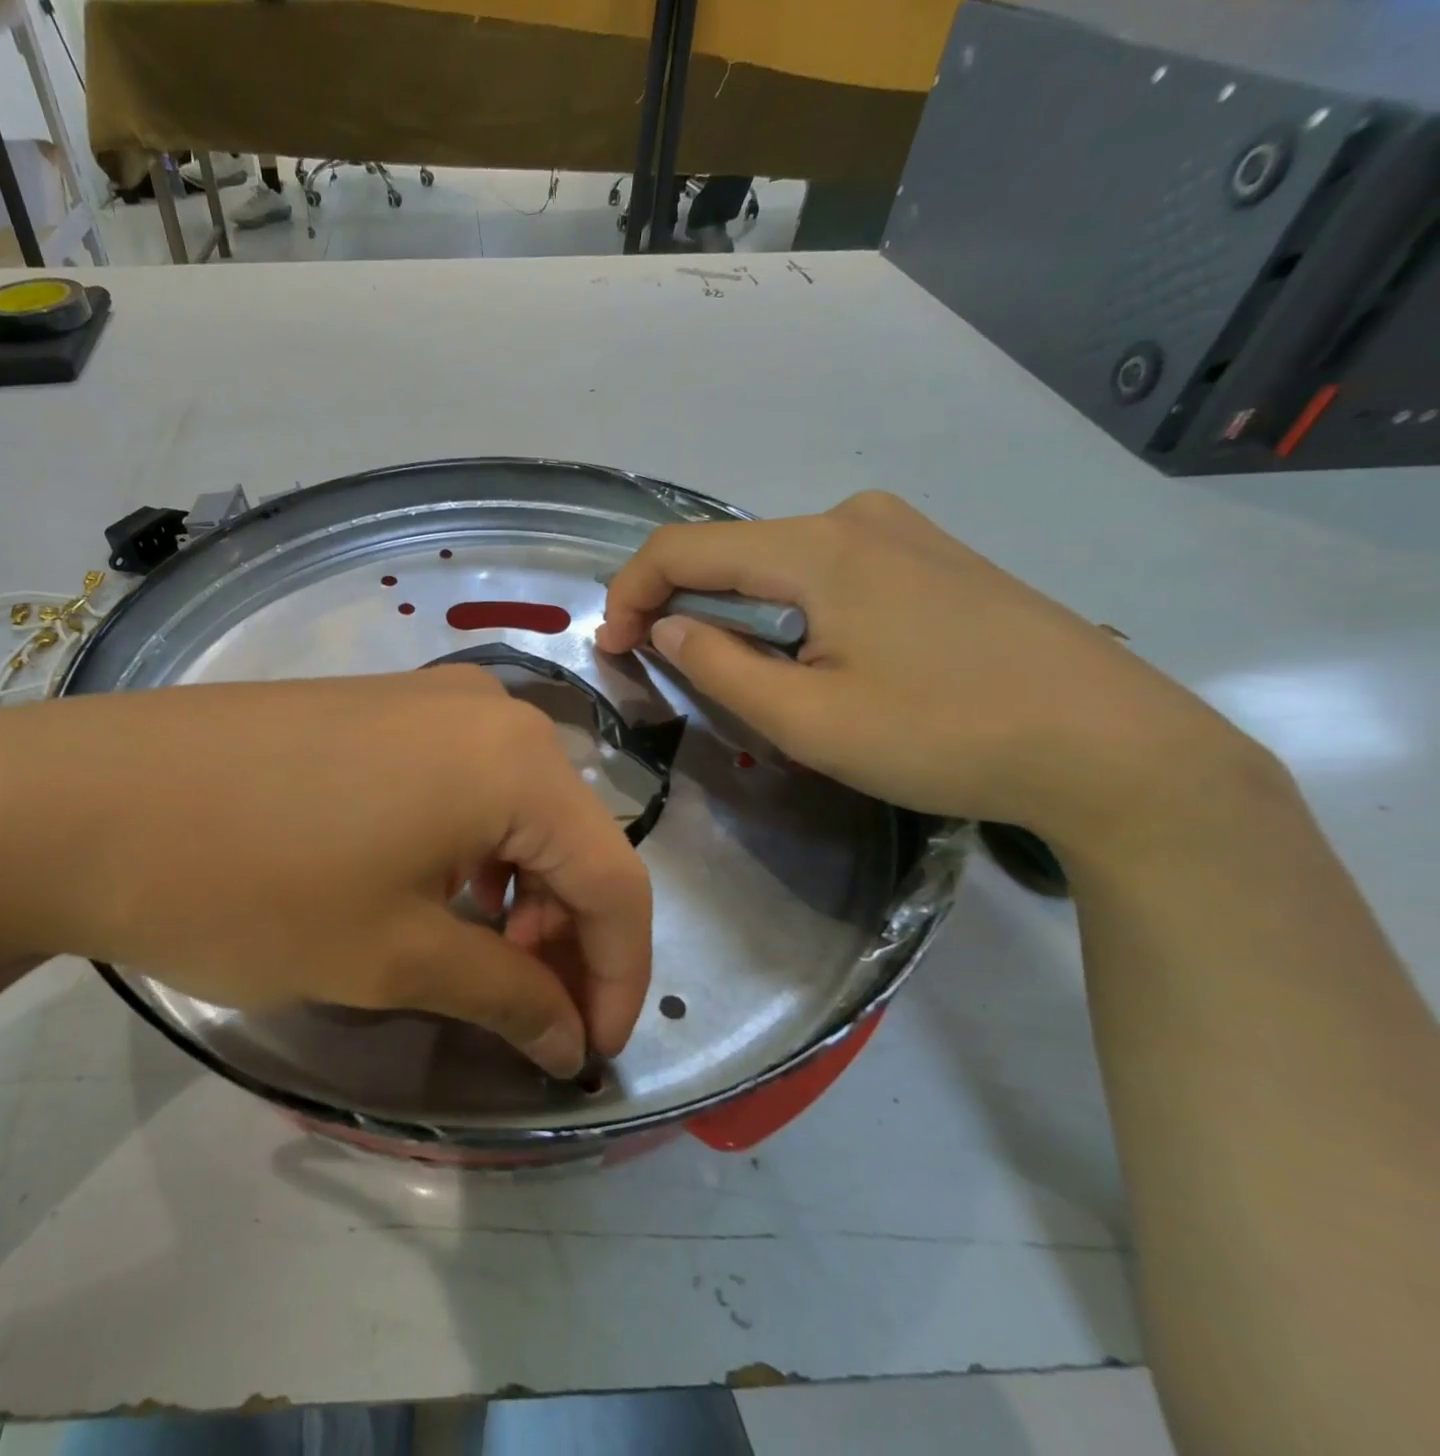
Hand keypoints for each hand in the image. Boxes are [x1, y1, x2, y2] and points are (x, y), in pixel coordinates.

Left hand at [0, 667, 651, 1076]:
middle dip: (565, 938)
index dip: (619, 975)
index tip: (593, 1052)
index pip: (616, 881)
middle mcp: (492, 711)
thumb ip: (505, 997)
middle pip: (569, 839)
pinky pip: (462, 784)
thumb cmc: (253, 884)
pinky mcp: (380, 706)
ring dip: (518, 894)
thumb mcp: (393, 957)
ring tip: (476, 960)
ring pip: (517, 811)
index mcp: (517, 761)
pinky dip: (471, 850)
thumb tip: (571, 1042)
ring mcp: (431, 698)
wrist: (82, 798)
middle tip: (530, 1016)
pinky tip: (430, 893)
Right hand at [597, 491, 1269, 855]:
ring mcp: (902, 532)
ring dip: (734, 610)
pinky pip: (827, 572)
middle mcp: (854, 518)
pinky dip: (786, 608)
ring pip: (778, 564)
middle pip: (730, 552)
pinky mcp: (934, 558)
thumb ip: (719, 665)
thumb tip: (668, 626)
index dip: (631, 593)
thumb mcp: (808, 719)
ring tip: (732, 673)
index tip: (611, 647)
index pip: (683, 548)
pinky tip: (807, 656)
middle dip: (678, 603)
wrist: (1114, 748)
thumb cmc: (945, 736)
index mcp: (817, 548)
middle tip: (657, 666)